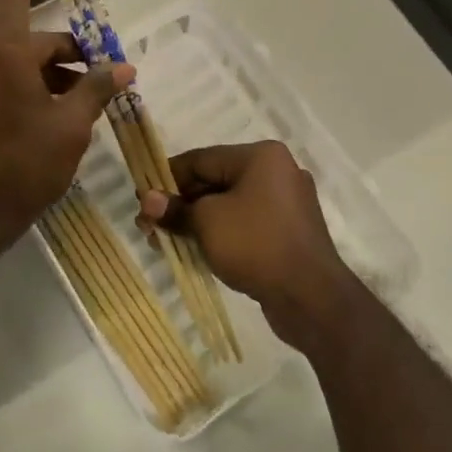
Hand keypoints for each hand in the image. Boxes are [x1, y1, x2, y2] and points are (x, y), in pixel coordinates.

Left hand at [0, 0, 131, 270]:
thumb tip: (124, 67)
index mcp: (1, 53)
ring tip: (82, 109)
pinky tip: (50, 121)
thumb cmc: (19, 171)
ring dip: (50, 74)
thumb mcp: (70, 130)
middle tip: (105, 79)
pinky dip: (28, 88)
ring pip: (15, 61)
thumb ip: (97, 90)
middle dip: (68, 53)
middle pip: (28, 36)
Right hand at [137, 141, 360, 350]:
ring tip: (163, 242)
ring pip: (229, 205)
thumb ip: (175, 209)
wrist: (310, 296)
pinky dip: (220, 234)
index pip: (201, 159)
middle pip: (215, 181)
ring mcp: (286, 203)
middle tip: (148, 227)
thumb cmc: (256, 244)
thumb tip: (147, 200)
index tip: (141, 198)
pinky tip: (195, 251)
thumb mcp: (207, 222)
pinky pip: (245, 224)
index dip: (167, 178)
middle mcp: (278, 172)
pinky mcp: (288, 232)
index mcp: (261, 156)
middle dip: (180, 204)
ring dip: (196, 222)